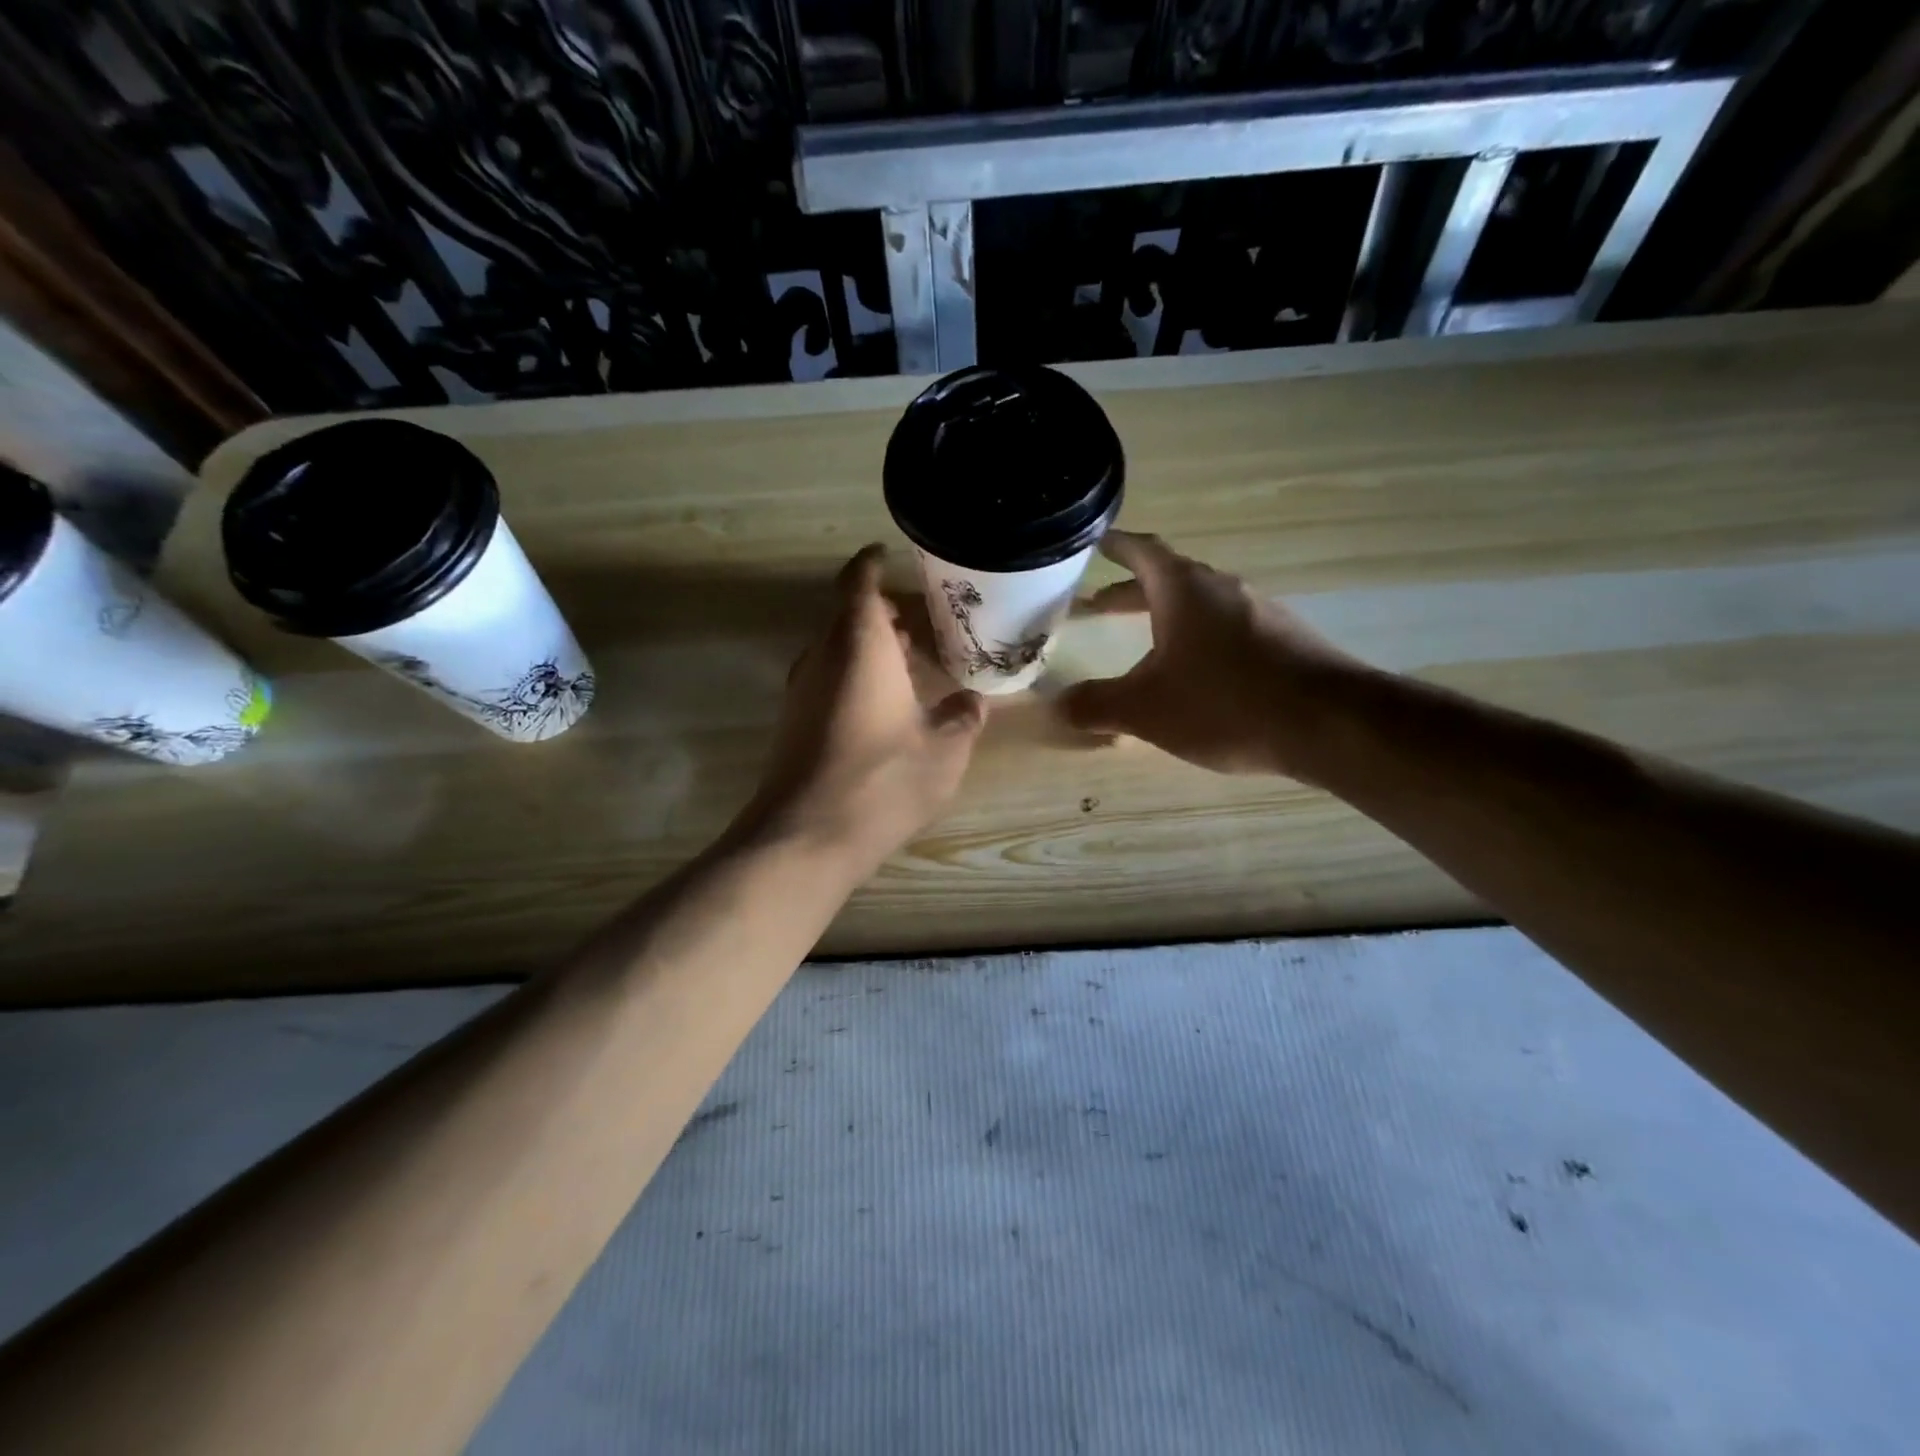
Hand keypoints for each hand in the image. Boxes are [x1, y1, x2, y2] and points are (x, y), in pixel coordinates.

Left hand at [742, 544, 985, 876]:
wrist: (806, 836)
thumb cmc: (883, 780)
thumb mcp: (944, 751)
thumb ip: (962, 718)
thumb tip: (972, 703)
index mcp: (860, 644)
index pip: (860, 582)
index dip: (874, 563)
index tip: (890, 555)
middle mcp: (823, 655)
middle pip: (846, 615)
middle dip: (879, 612)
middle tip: (918, 620)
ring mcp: (801, 689)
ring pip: (834, 649)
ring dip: (866, 647)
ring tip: (906, 661)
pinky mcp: (792, 721)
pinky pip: (826, 678)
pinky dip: (853, 675)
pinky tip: (882, 704)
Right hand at [1059, 531, 1365, 778]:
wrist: (1331, 724)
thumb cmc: (1226, 703)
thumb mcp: (1147, 710)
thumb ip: (1097, 705)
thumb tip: (1058, 706)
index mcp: (1184, 590)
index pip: (1142, 551)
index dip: (1115, 546)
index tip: (1093, 542)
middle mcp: (1223, 590)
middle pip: (1169, 579)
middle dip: (1131, 591)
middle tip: (1098, 604)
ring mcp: (1259, 612)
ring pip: (1200, 606)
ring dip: (1166, 617)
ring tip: (1143, 642)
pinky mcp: (1284, 641)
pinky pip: (1228, 629)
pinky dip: (1198, 640)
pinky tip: (1196, 675)